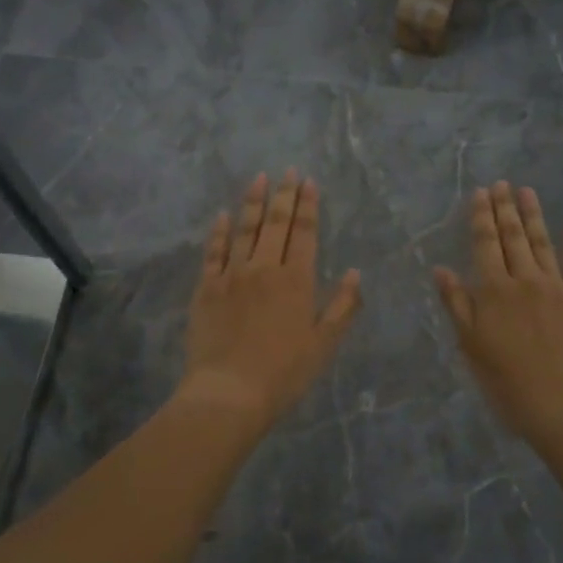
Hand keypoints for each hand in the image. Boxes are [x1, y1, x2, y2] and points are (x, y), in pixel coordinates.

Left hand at [181, 170, 361, 428]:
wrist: (229, 392)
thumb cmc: (284, 373)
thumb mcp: (324, 344)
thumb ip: (343, 307)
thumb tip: (356, 273)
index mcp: (297, 280)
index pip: (305, 233)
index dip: (308, 206)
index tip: (309, 182)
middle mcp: (264, 268)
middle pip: (275, 223)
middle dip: (283, 194)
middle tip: (288, 170)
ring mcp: (232, 275)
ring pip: (244, 229)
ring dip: (252, 202)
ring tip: (258, 178)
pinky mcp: (206, 288)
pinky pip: (213, 252)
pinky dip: (219, 232)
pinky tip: (222, 216)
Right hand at [435, 181, 562, 451]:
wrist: (562, 405)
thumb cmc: (506, 380)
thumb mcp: (470, 345)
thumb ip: (456, 304)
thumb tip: (440, 269)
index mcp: (494, 291)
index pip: (485, 244)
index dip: (481, 217)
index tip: (480, 193)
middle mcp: (525, 281)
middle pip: (513, 237)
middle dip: (505, 208)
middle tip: (502, 183)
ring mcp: (556, 288)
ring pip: (543, 243)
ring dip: (534, 216)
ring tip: (528, 191)